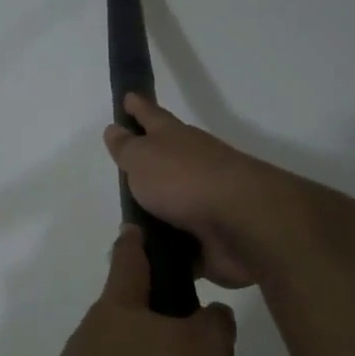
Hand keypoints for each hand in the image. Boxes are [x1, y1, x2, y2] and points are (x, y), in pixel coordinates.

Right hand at [103, 94, 274, 287]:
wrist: (240, 222)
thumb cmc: (183, 179)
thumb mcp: (142, 158)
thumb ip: (126, 147)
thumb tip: (114, 129)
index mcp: (175, 139)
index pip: (151, 116)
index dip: (138, 107)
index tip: (128, 97)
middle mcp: (192, 165)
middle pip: (165, 160)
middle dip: (148, 163)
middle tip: (124, 170)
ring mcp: (205, 202)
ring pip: (174, 203)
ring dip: (156, 213)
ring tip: (129, 227)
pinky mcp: (211, 236)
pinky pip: (181, 243)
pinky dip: (168, 249)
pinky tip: (149, 258)